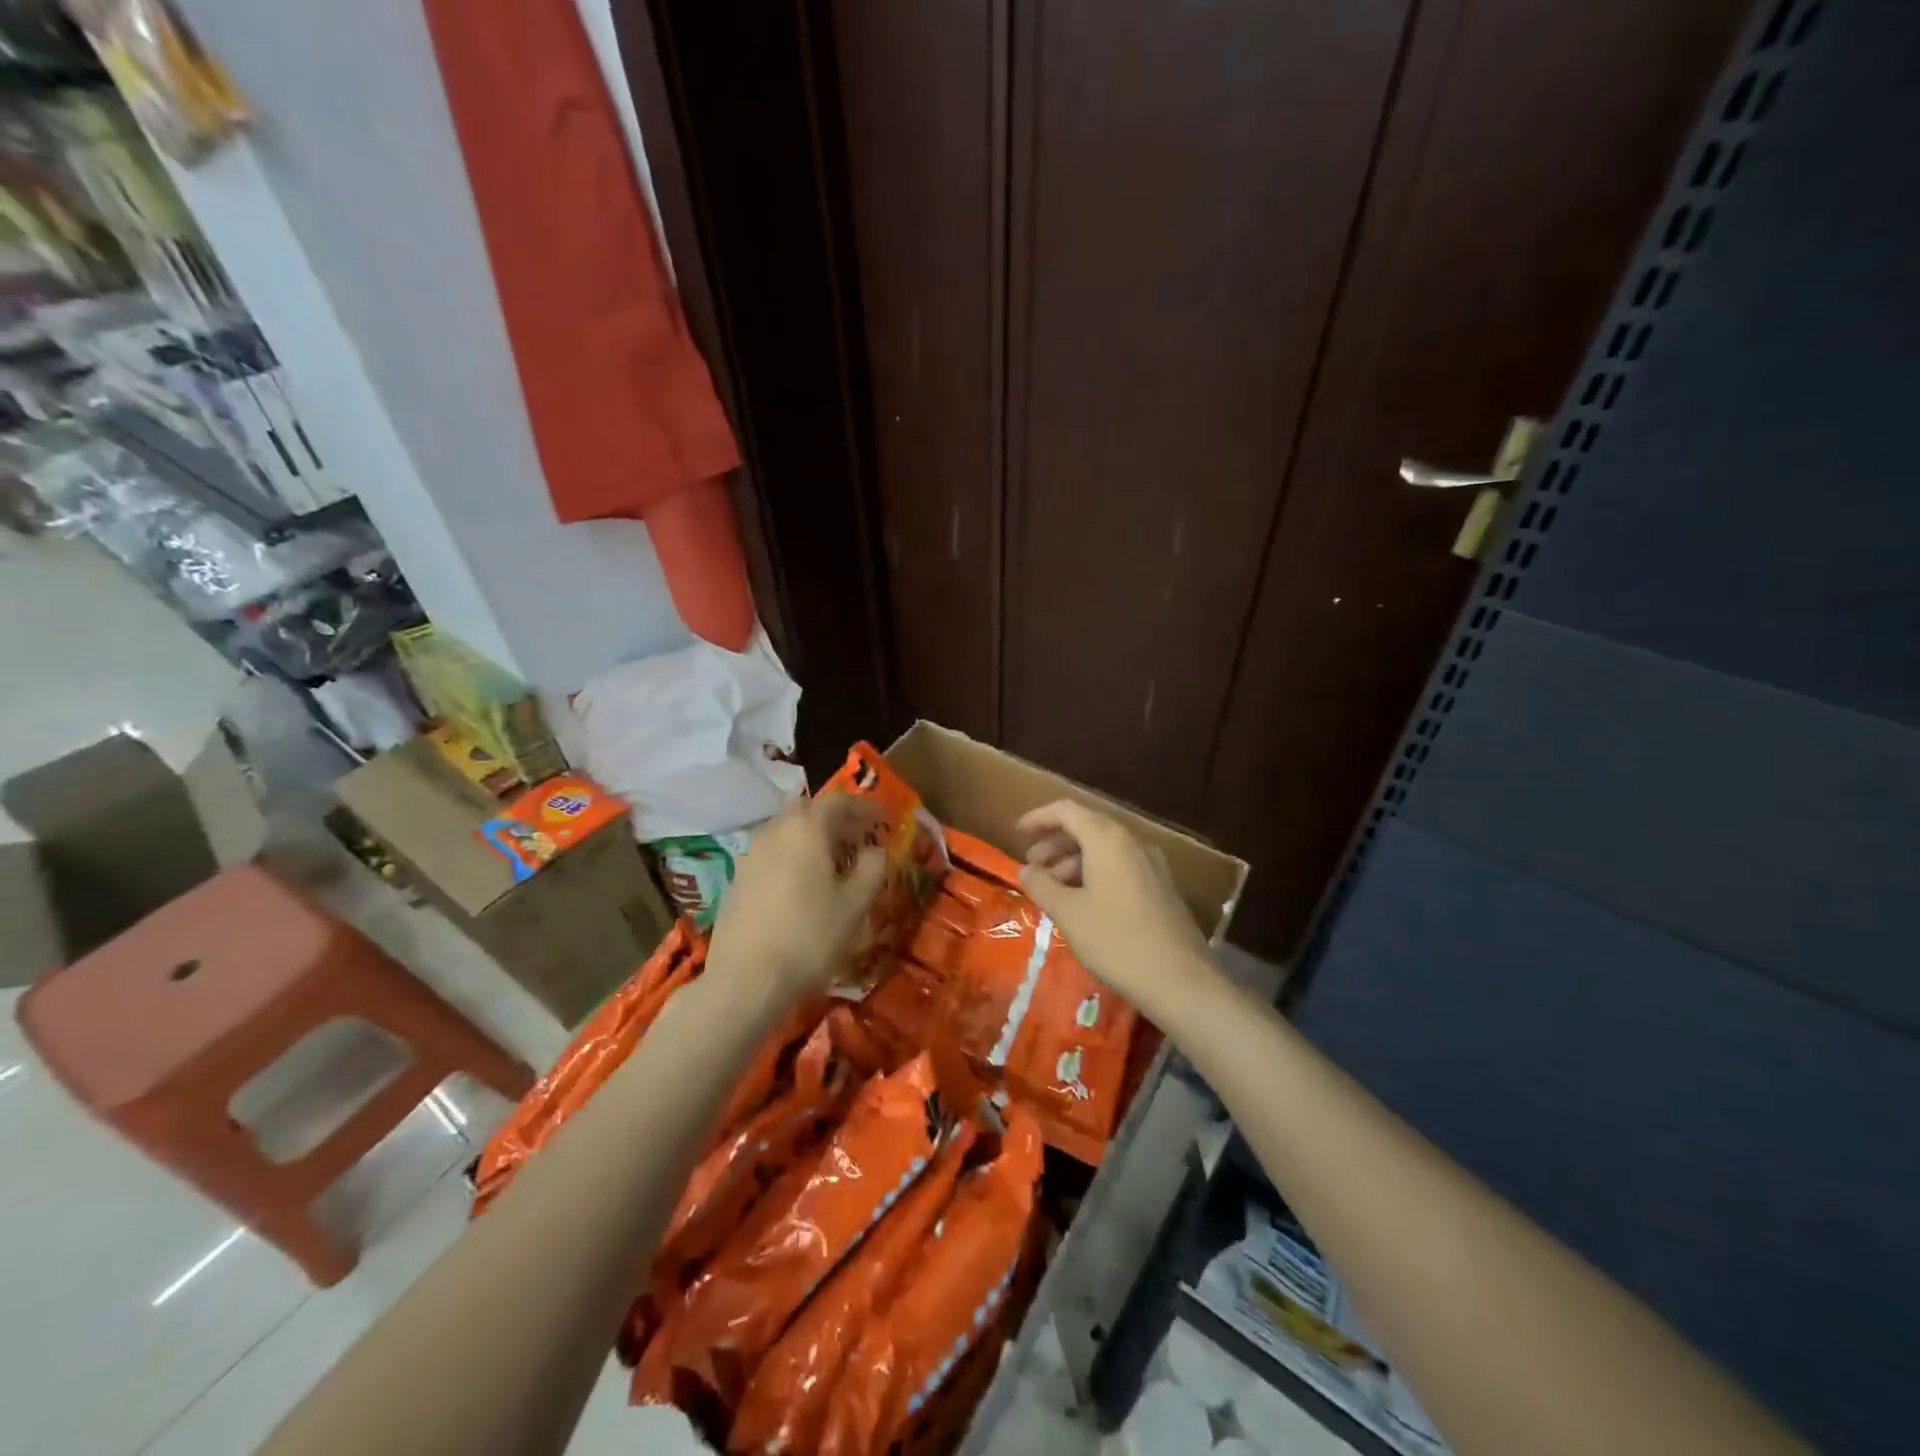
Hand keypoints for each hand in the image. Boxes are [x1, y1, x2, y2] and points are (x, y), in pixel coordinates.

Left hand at [706, 793, 887, 1013]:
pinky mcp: (738, 878)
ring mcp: (751, 854)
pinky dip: (794, 856)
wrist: (746, 979)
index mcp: (806, 829)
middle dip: (838, 820)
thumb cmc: (809, 936)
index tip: (883, 819)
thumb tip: (876, 850)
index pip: (838, 800)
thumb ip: (871, 869)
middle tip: (860, 837)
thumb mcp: (854, 905)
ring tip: (836, 861)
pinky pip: (774, 853)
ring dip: (814, 838)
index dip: (864, 806)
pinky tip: (805, 883)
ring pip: (789, 832)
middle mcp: (775, 831)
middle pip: (809, 811)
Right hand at [1016, 799, 1213, 1016]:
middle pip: (1087, 827)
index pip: (1067, 810)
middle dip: (1055, 842)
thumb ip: (1042, 885)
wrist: (1179, 979)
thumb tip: (1026, 869)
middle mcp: (1132, 842)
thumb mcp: (1068, 913)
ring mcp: (1151, 864)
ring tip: (1053, 889)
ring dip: (1073, 861)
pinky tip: (1083, 902)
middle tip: (1032, 866)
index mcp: (1107, 839)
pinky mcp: (1160, 886)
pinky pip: (1120, 866)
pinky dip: (1095, 873)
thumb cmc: (1115, 939)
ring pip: (1104, 849)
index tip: (1017, 831)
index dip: (1039, 817)